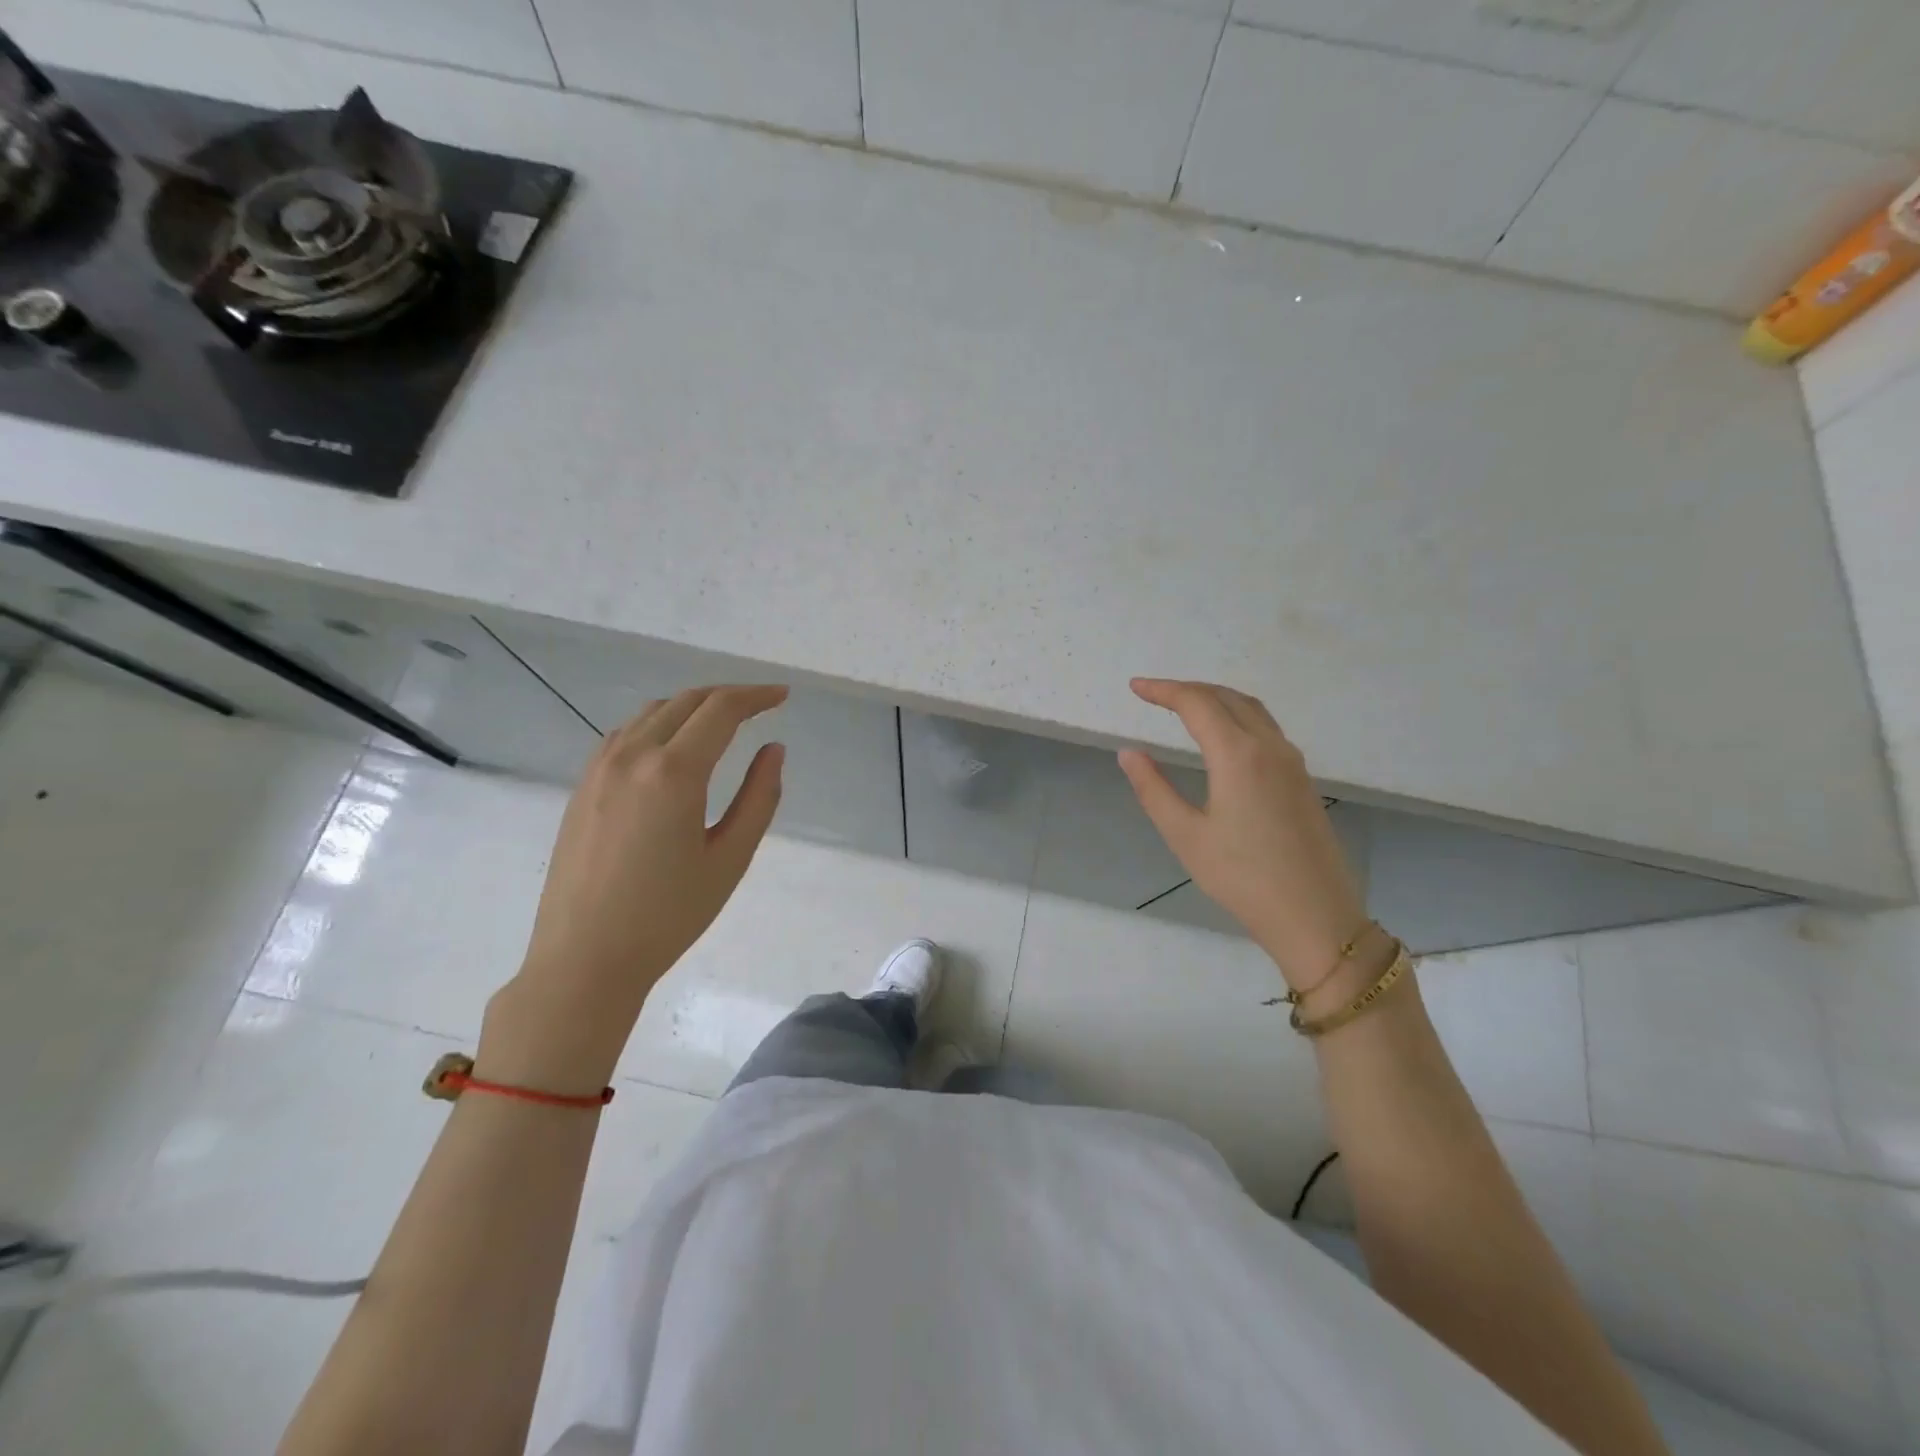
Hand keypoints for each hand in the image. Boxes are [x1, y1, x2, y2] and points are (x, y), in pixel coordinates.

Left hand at [482, 685, 787, 1088]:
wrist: (585, 958)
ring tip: (722, 723)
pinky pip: (626, 733)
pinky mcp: (582, 785)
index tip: (783, 697)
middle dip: (729, 696)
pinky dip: (659, 724)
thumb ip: (759, 797)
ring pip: (653, 712)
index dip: (757, 696)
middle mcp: (632, 755)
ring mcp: (600, 768)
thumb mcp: (730, 859)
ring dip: (693, 706)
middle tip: (762, 705)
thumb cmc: (668, 915)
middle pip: (687, 701)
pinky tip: (673, 747)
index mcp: (674, 772)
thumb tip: (774, 749)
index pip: (721, 710)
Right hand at [1118, 678, 1366, 989]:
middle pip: (1226, 697)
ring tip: (1184, 705)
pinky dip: (1237, 715)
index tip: (1135, 688)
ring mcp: (1292, 762)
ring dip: (1216, 698)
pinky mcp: (1302, 779)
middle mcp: (1270, 747)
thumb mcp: (1185, 836)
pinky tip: (1223, 735)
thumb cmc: (1242, 878)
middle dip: (1188, 689)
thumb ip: (1153, 789)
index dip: (1163, 690)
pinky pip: (1266, 728)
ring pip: (1252, 709)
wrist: (1316, 916)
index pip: (1196, 704)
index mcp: (1238, 755)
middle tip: (1154, 694)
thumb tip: (1129, 752)